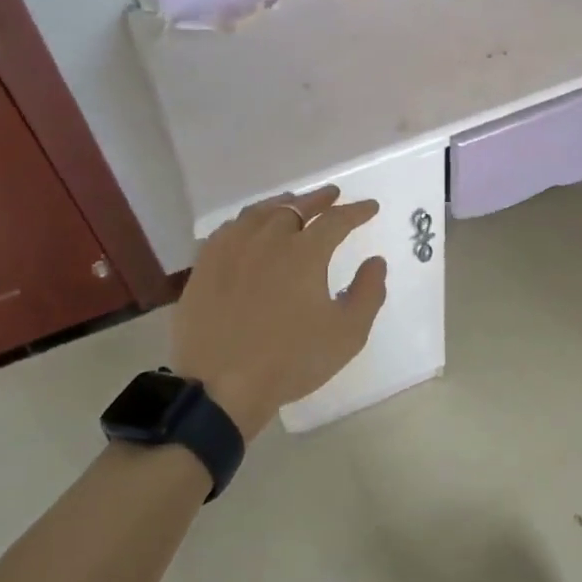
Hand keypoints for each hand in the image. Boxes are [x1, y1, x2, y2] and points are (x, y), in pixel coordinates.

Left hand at [170, 185, 388, 439]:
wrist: (221, 386)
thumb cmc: (291, 361)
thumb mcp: (347, 334)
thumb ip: (368, 293)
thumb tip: (376, 262)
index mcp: (305, 252)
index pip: (337, 220)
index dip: (357, 211)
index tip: (370, 207)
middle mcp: (268, 238)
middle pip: (297, 207)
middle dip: (319, 199)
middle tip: (333, 195)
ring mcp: (232, 249)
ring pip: (260, 213)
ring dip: (283, 204)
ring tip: (292, 203)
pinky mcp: (205, 264)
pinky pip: (229, 229)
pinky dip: (248, 221)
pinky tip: (249, 228)